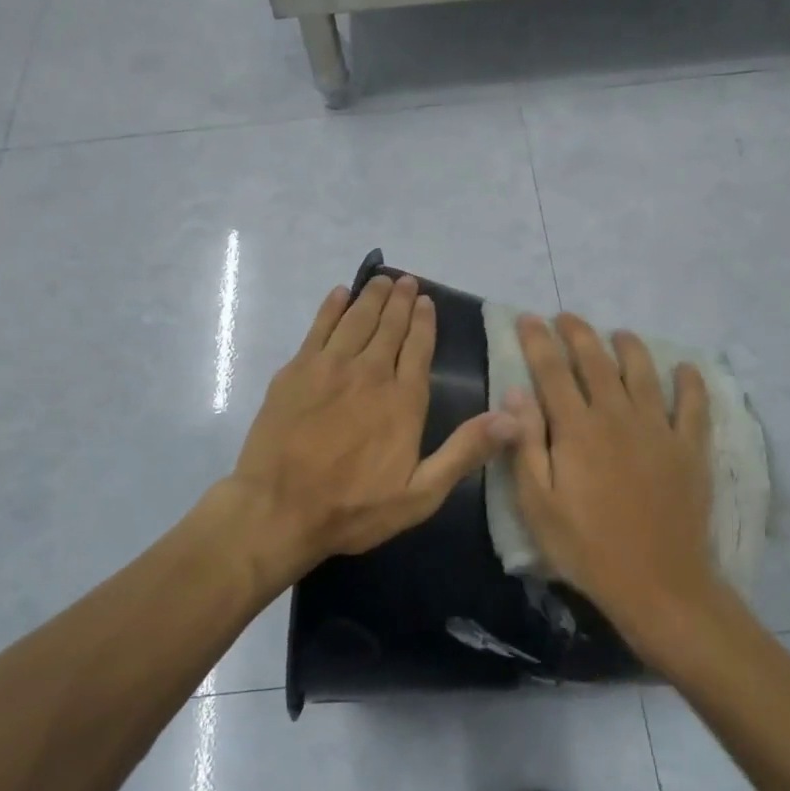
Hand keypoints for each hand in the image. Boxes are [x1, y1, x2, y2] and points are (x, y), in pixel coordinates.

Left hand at [228, 274, 516, 578]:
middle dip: (400, 302)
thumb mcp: (420, 494)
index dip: (424, 322)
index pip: (418, 349)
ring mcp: (329, 368)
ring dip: (371, 297)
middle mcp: (370, 373)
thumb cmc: (353, 508)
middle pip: (388, 327)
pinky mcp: (295, 372)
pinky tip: (339, 295)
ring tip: (381, 280)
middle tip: (407, 281)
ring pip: (356, 320)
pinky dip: (331, 308)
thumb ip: (464, 452)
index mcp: (403, 401)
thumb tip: (512, 418)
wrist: (278, 510)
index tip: (427, 301)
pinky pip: (318, 328)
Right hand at [499, 312, 717, 654]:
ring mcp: (658, 429)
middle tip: (566, 317)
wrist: (658, 584)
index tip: (528, 318)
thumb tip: (515, 394)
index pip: (552, 371)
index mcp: (576, 429)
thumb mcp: (538, 505)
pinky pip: (694, 405)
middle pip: (596, 361)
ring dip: (629, 347)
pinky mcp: (689, 448)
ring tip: (619, 334)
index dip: (538, 341)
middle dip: (578, 333)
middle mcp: (617, 416)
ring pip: (643, 372)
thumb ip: (526, 445)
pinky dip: (690, 383)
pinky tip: (685, 368)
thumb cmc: (586, 548)